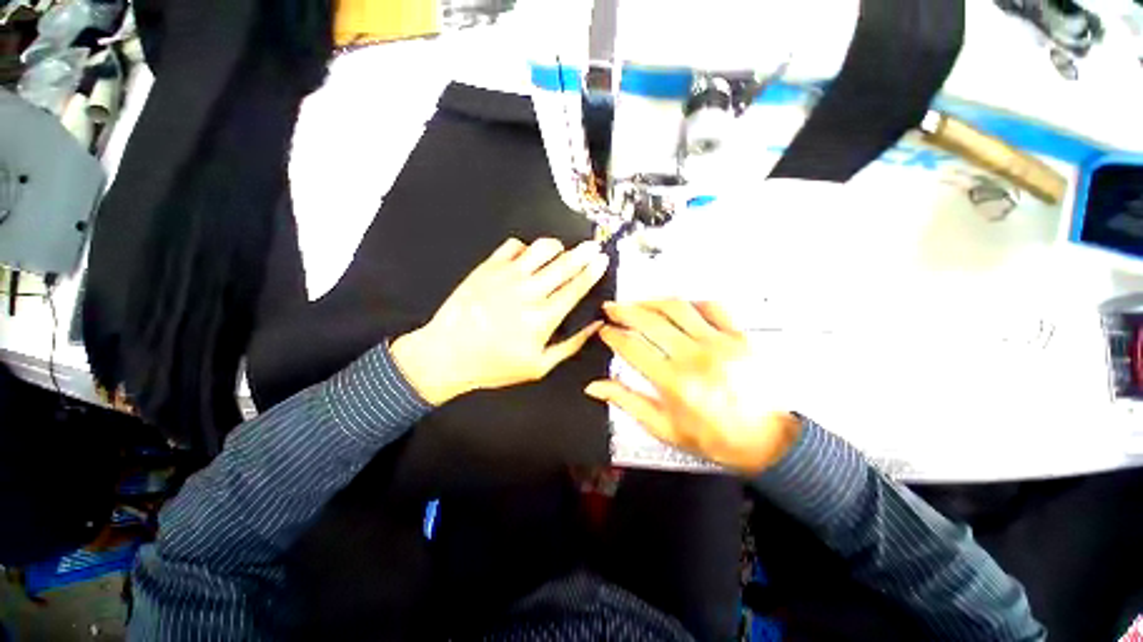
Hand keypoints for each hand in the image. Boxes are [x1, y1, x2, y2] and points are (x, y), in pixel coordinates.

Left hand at [390, 237, 609, 404]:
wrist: (446, 354)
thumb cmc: (493, 364)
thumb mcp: (539, 366)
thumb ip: (571, 345)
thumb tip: (594, 326)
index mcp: (542, 318)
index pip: (575, 287)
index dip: (593, 271)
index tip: (602, 260)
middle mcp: (527, 293)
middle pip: (564, 263)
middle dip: (584, 252)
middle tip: (593, 246)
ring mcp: (505, 277)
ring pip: (541, 248)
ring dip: (557, 247)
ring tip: (561, 252)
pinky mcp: (487, 268)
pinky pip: (514, 245)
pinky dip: (526, 248)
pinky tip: (527, 258)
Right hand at [585, 300, 800, 474]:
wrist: (765, 440)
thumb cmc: (713, 437)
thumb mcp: (663, 427)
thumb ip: (627, 402)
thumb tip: (595, 387)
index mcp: (673, 382)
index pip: (632, 348)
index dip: (612, 335)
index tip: (603, 330)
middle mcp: (694, 357)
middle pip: (650, 321)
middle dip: (624, 311)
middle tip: (610, 308)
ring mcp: (718, 342)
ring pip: (677, 307)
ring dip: (651, 301)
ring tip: (637, 303)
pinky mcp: (738, 336)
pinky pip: (711, 307)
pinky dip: (691, 302)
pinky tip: (679, 306)